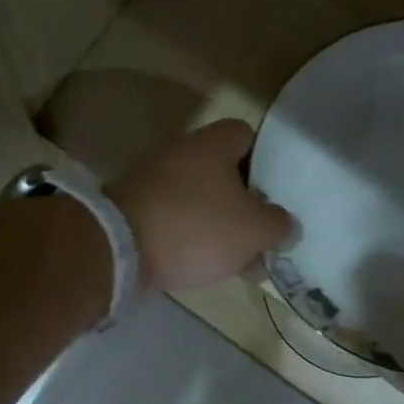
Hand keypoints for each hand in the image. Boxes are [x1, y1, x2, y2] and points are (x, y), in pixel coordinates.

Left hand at [109, 120, 293, 295]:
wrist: (120, 250)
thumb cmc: (197, 227)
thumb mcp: (254, 229)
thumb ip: (280, 225)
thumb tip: (284, 225)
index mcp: (213, 143)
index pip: (249, 137)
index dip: (269, 163)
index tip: (280, 194)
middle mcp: (182, 153)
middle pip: (227, 174)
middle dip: (248, 205)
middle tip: (265, 236)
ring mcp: (155, 182)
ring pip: (204, 201)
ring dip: (224, 228)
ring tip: (244, 262)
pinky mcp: (138, 210)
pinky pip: (179, 220)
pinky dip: (195, 239)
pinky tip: (209, 267)